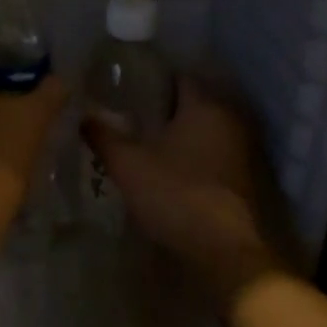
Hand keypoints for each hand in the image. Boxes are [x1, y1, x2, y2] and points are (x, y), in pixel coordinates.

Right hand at [82, 78, 282, 309]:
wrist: (225, 250)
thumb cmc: (176, 194)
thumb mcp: (128, 164)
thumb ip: (103, 135)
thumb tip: (82, 116)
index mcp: (204, 105)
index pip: (177, 76)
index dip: (150, 80)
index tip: (124, 89)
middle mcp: (229, 119)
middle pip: (191, 103)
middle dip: (162, 109)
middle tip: (128, 117)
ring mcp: (241, 150)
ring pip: (202, 130)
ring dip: (178, 135)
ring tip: (143, 144)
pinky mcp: (244, 178)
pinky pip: (212, 154)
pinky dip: (192, 156)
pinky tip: (168, 170)